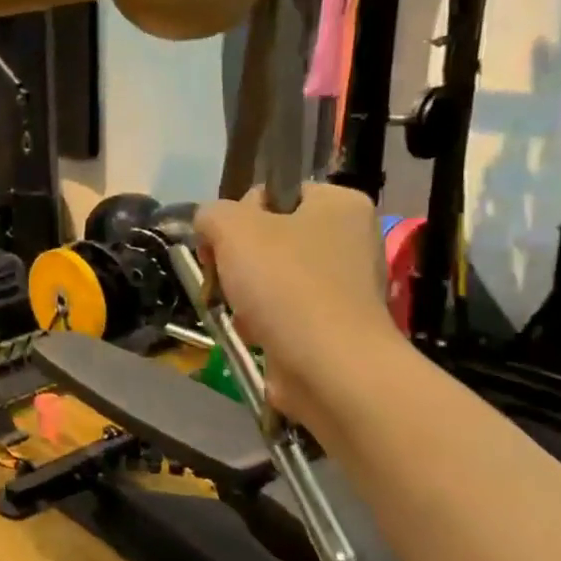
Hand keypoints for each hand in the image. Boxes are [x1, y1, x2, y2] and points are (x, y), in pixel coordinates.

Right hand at [194, 184, 406, 427]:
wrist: (329, 367)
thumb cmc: (285, 284)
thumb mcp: (231, 227)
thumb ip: (211, 214)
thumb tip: (210, 227)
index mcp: (339, 204)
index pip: (274, 193)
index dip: (240, 215)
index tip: (225, 243)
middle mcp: (350, 239)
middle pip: (268, 237)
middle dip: (237, 260)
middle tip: (225, 279)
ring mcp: (346, 285)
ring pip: (270, 277)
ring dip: (244, 294)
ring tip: (240, 312)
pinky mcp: (335, 325)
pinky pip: (283, 312)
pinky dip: (262, 322)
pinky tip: (255, 334)